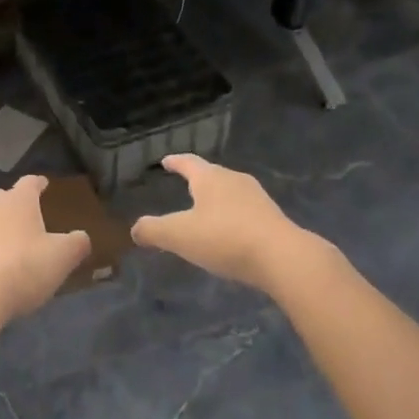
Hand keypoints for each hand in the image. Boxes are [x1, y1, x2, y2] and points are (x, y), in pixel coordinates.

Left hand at [0, 176, 90, 326]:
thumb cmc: (22, 270)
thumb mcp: (61, 258)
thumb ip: (76, 244)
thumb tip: (82, 237)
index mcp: (17, 201)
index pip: (30, 183)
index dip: (39, 184)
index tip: (44, 185)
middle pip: (2, 199)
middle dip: (13, 208)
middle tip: (25, 224)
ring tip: (0, 249)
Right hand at [130, 155, 303, 293]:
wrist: (283, 257)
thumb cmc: (225, 238)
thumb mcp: (179, 236)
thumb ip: (154, 230)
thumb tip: (135, 229)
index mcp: (210, 178)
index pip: (188, 162)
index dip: (175, 161)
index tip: (166, 160)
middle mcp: (234, 180)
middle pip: (212, 175)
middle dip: (198, 180)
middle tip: (185, 184)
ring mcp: (257, 198)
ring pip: (230, 193)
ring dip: (217, 199)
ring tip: (206, 211)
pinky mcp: (273, 219)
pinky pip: (245, 212)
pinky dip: (233, 217)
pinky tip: (231, 233)